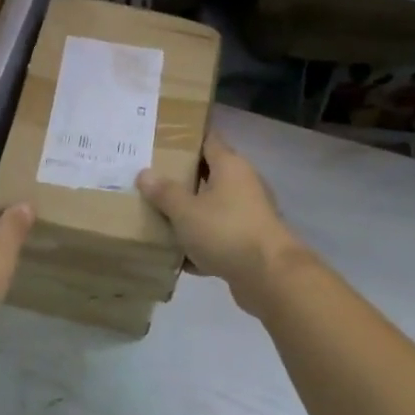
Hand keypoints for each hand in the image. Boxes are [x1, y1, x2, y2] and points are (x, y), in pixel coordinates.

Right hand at [137, 133, 304, 314]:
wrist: (270, 277)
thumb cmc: (226, 231)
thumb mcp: (186, 211)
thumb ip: (164, 192)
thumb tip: (145, 174)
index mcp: (230, 166)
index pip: (208, 139)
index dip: (186, 137)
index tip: (161, 137)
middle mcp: (242, 184)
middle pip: (208, 174)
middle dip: (180, 176)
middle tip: (149, 177)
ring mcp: (248, 214)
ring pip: (212, 207)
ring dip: (189, 212)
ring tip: (156, 214)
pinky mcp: (248, 242)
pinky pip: (217, 236)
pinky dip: (200, 243)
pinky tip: (176, 255)